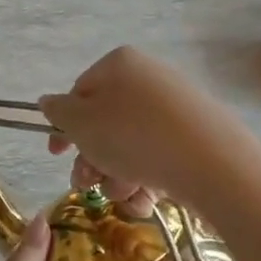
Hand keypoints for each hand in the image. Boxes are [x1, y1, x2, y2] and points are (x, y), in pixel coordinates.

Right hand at [37, 47, 246, 211]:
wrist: (211, 161)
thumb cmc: (132, 136)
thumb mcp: (81, 125)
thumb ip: (58, 112)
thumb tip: (49, 102)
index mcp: (118, 64)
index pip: (79, 93)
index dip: (65, 127)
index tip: (58, 155)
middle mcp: (148, 77)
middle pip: (105, 123)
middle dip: (93, 159)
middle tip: (89, 183)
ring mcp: (176, 105)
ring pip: (130, 144)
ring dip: (117, 174)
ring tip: (126, 192)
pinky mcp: (197, 133)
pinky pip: (159, 154)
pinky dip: (148, 177)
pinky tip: (149, 196)